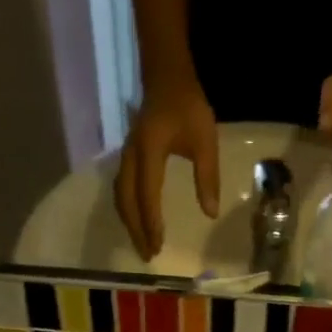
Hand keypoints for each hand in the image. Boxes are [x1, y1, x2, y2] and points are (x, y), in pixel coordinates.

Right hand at [115, 78, 219, 259]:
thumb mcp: (205, 140)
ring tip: (142, 245)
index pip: (147, 193)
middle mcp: (132, 156)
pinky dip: (128, 211)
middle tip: (148, 255)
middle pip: (127, 201)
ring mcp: (126, 156)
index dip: (151, 221)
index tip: (158, 244)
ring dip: (130, 223)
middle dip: (136, 230)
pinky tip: (137, 223)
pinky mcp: (127, 158)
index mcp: (150, 150)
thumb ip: (208, 177)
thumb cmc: (189, 107)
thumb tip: (210, 213)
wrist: (166, 76)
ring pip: (121, 197)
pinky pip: (122, 190)